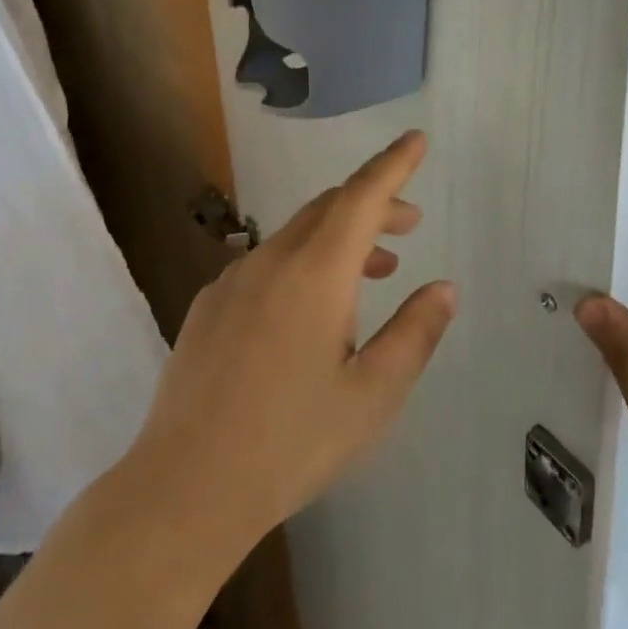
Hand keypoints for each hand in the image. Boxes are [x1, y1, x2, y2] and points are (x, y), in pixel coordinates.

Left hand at [128, 131, 456, 547]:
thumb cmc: (291, 443)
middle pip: (330, 209)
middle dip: (374, 205)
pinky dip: (303, 263)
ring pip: (298, 235)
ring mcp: (233, 281)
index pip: (362, 196)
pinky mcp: (209, 306)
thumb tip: (443, 288)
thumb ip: (415, 333)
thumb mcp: (373, 396)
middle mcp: (272, 261)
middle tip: (410, 226)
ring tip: (375, 271)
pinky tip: (310, 310)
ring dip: (341, 239)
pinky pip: (267, 263)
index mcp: (316, 273)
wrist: (184, 489)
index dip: (393, 164)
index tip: (416, 139)